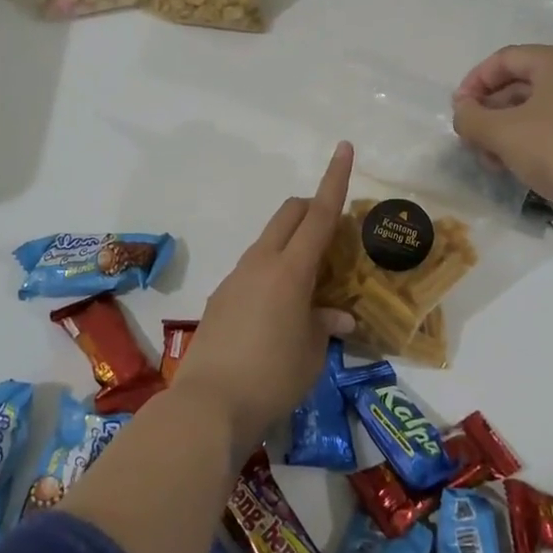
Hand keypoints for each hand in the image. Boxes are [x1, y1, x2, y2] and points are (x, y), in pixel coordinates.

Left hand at [175, 142, 357, 455]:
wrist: (208, 405)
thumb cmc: (273, 377)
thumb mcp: (312, 353)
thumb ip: (326, 324)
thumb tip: (338, 315)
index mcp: (290, 269)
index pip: (319, 213)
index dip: (335, 179)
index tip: (344, 147)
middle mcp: (261, 262)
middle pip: (289, 214)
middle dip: (313, 207)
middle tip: (334, 233)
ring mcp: (237, 277)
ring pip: (270, 240)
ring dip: (293, 243)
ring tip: (311, 283)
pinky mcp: (221, 297)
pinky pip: (254, 267)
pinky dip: (274, 270)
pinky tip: (280, 311)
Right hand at [452, 45, 552, 222]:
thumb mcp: (503, 134)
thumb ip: (471, 118)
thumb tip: (463, 111)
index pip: (504, 59)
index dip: (474, 82)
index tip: (458, 112)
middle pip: (522, 83)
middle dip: (490, 112)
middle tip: (472, 141)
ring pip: (540, 107)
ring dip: (508, 130)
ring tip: (493, 161)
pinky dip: (534, 139)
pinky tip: (521, 167)